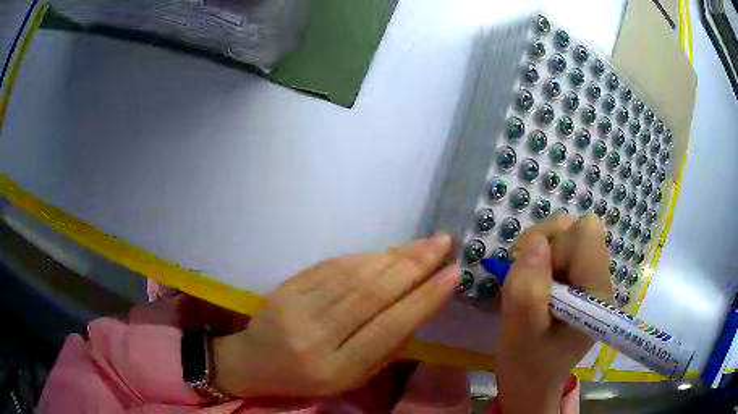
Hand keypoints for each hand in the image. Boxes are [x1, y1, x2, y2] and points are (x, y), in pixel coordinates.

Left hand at [211, 234, 458, 397]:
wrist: (254, 362)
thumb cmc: (309, 379)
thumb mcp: (352, 377)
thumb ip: (386, 347)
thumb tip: (419, 305)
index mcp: (337, 369)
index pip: (388, 329)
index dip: (424, 300)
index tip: (453, 274)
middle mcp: (316, 338)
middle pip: (372, 295)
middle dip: (414, 266)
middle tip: (443, 244)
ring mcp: (296, 309)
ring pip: (353, 276)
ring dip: (394, 256)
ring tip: (423, 244)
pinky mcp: (285, 289)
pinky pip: (331, 267)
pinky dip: (364, 256)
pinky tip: (387, 251)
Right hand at [495, 214, 612, 413]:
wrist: (532, 381)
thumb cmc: (528, 364)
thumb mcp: (521, 332)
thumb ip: (527, 289)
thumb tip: (534, 243)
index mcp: (595, 291)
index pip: (586, 233)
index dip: (556, 244)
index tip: (533, 273)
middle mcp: (599, 278)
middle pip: (575, 229)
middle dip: (543, 244)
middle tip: (522, 276)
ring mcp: (589, 278)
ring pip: (564, 235)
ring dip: (538, 252)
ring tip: (524, 282)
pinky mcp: (577, 281)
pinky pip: (558, 250)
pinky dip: (538, 260)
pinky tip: (531, 285)